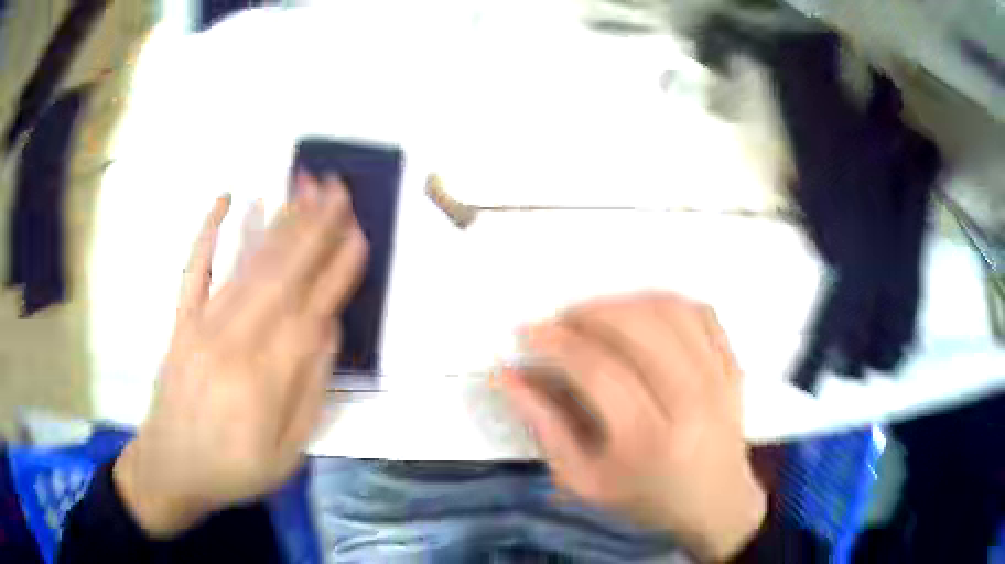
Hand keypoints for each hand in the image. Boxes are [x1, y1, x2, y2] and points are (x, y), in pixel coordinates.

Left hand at [114, 174, 367, 537]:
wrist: (170, 468)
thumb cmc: (233, 469)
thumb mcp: (286, 453)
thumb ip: (309, 392)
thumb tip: (327, 331)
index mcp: (264, 379)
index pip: (310, 311)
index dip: (337, 270)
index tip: (359, 233)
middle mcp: (233, 341)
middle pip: (281, 275)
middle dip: (314, 227)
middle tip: (338, 188)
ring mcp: (201, 324)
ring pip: (247, 264)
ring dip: (278, 220)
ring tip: (303, 184)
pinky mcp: (181, 319)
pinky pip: (194, 267)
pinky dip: (209, 229)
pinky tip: (226, 197)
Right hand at [501, 293, 765, 561]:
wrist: (715, 503)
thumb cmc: (644, 498)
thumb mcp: (582, 479)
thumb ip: (544, 426)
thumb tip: (507, 376)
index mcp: (648, 439)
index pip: (598, 370)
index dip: (557, 343)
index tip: (529, 332)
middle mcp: (691, 401)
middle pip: (638, 328)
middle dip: (589, 313)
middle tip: (562, 322)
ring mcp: (719, 378)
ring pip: (670, 311)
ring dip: (625, 303)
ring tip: (597, 316)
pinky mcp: (732, 366)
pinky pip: (700, 312)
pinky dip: (666, 303)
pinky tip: (643, 315)